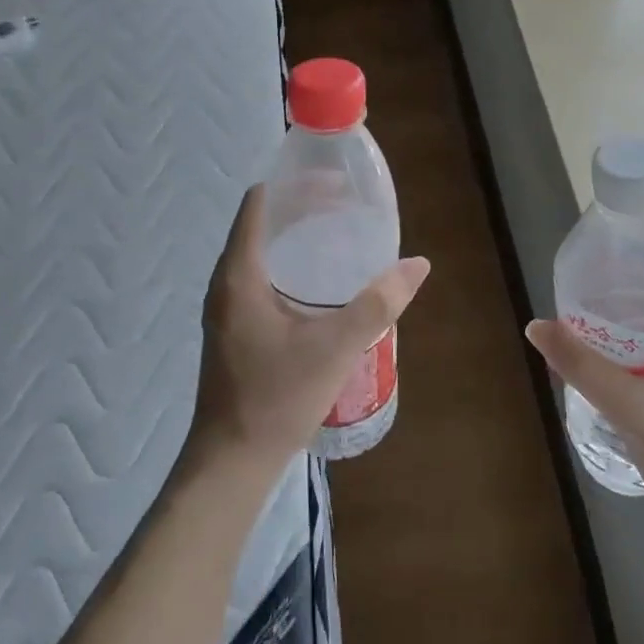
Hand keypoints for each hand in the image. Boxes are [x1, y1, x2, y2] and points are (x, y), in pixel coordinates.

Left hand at [189, 185, 429, 475]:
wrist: (232, 461)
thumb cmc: (277, 398)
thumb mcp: (336, 347)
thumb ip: (378, 303)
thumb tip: (418, 264)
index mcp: (240, 274)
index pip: (261, 203)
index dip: (296, 185)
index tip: (336, 182)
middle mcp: (226, 282)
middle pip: (262, 223)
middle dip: (303, 208)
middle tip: (348, 206)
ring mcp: (226, 307)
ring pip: (260, 251)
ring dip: (296, 237)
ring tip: (339, 235)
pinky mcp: (234, 328)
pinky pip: (260, 276)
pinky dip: (289, 264)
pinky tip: (320, 283)